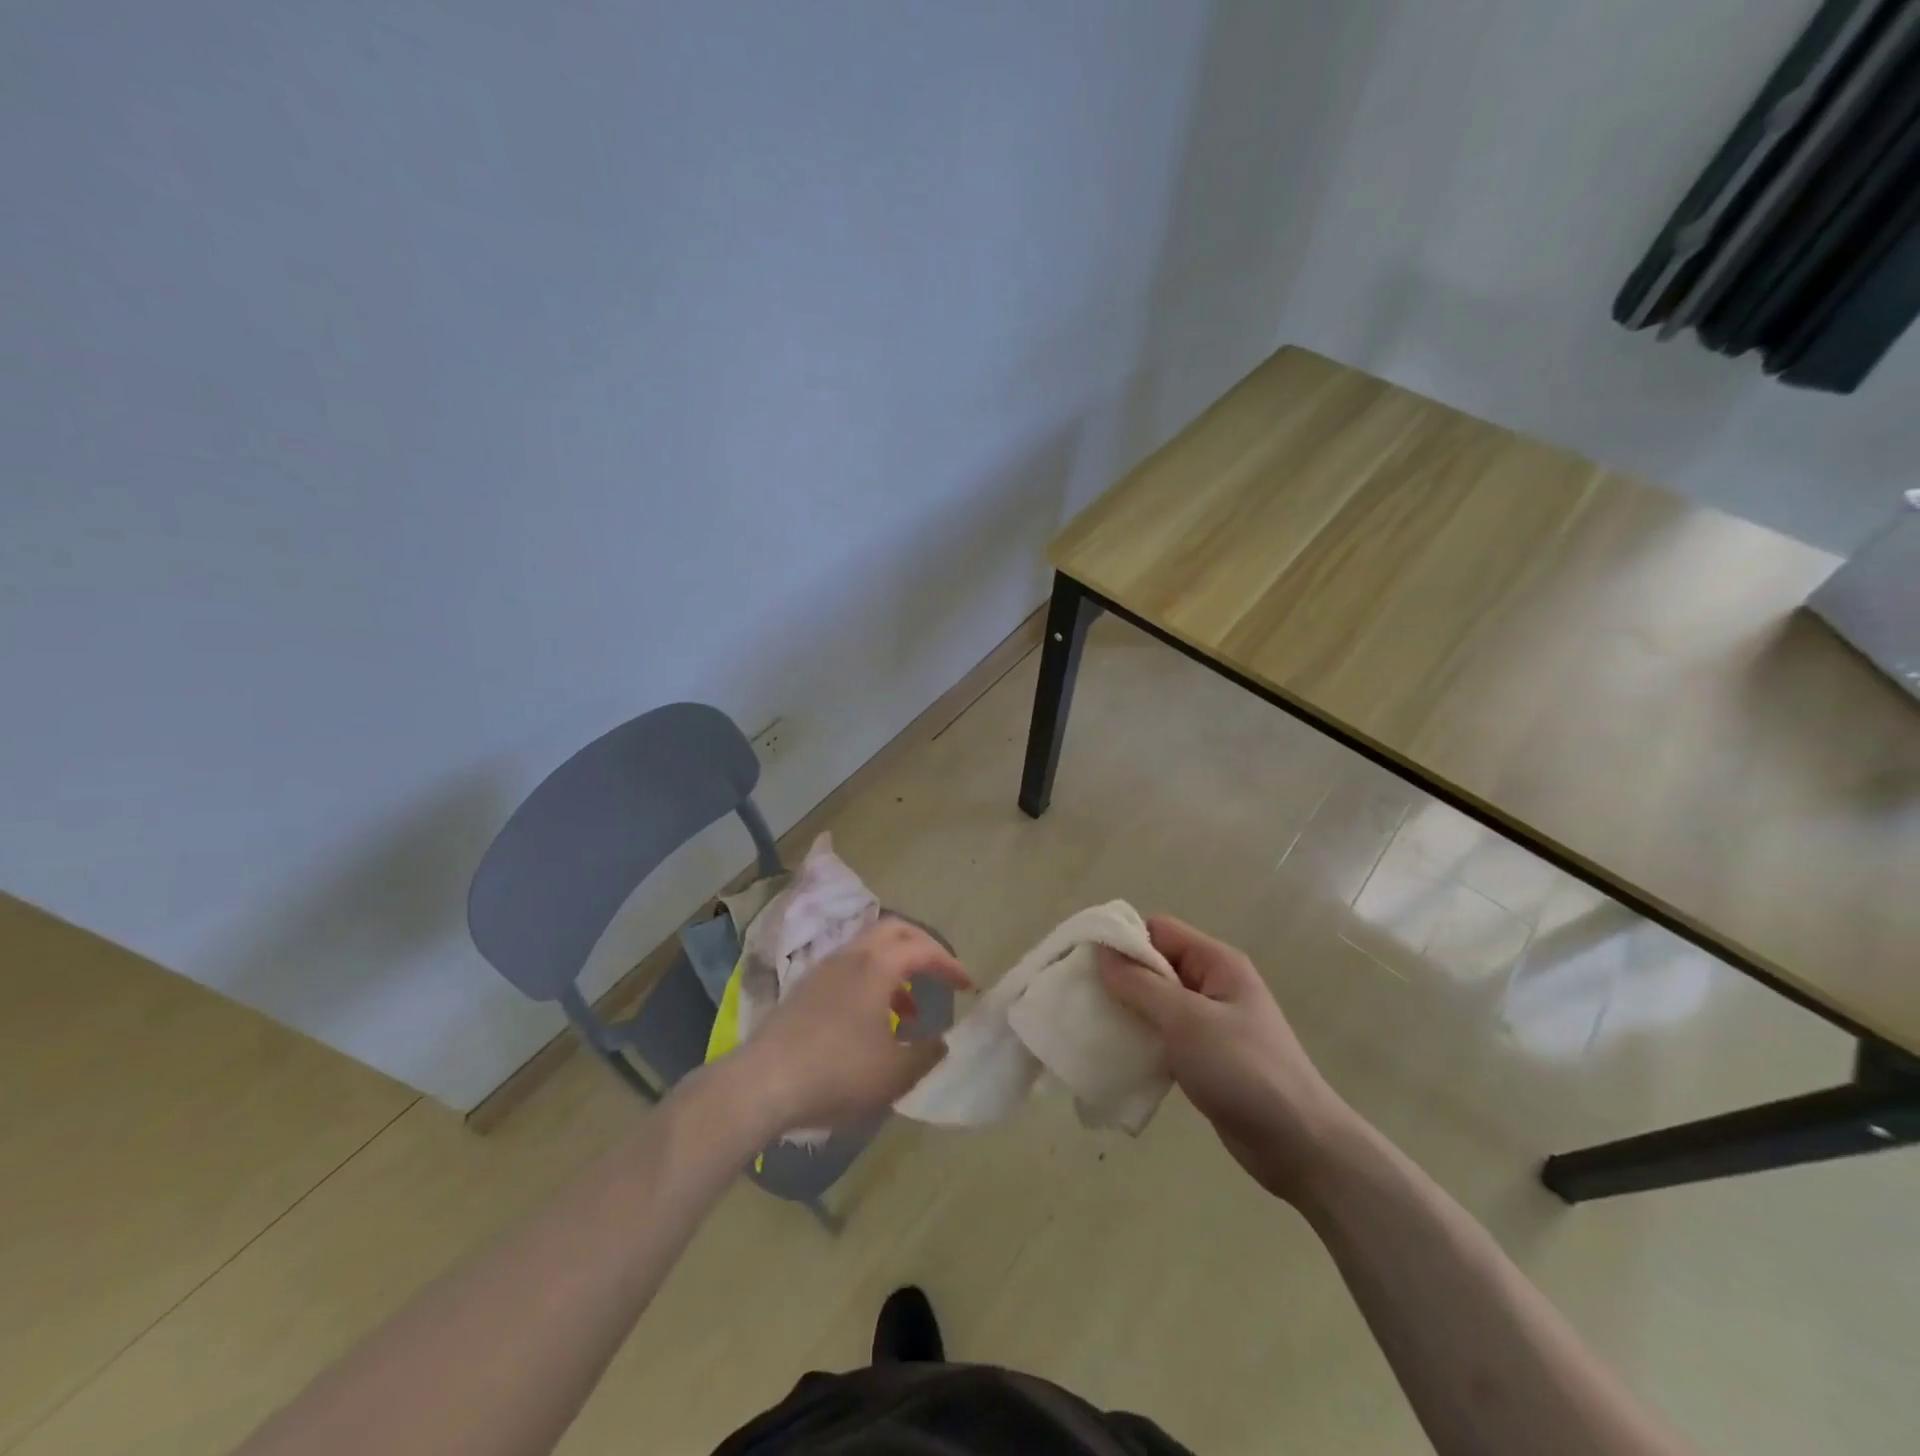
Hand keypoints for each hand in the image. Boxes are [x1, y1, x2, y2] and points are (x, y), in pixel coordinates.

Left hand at [735, 918, 972, 1136]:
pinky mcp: (805, 988)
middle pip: (895, 931)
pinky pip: (850, 968)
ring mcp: (823, 969)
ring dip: (896, 968)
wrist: (762, 1083)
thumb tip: (940, 1040)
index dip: (950, 964)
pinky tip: (872, 1020)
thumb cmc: (837, 1072)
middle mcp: (851, 955)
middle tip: (941, 973)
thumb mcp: (894, 1073)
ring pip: (869, 949)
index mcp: (877, 965)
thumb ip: (926, 1053)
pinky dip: (872, 981)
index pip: (923, 949)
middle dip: (923, 948)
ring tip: (908, 1010)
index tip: (968, 985)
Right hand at [1098, 915, 1356, 1201]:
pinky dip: (1142, 1039)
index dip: (1123, 940)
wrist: (1300, 1146)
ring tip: (1093, 1027)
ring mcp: (1210, 1022)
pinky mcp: (1206, 1056)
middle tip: (1082, 998)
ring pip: (1156, 1002)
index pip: (1158, 930)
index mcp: (1216, 963)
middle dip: (1119, 978)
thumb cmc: (1244, 1070)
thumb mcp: (1186, 1021)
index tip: (1086, 963)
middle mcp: (1213, 984)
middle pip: (1155, 965)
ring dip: (1128, 1012)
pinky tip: (1118, 1056)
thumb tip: (1101, 951)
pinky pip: (1164, 1034)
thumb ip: (1141, 984)